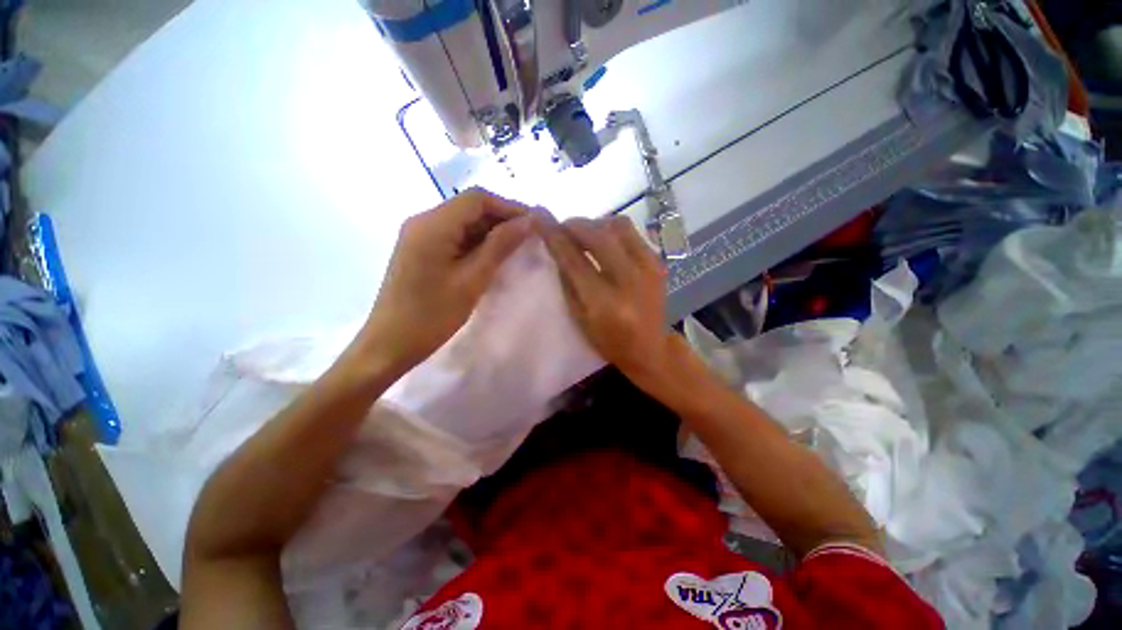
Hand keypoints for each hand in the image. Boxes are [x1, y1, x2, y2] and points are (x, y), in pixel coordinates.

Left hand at [360, 189, 533, 368]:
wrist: (390, 344)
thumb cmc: (432, 315)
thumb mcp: (472, 279)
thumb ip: (500, 246)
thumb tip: (528, 222)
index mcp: (433, 224)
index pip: (477, 199)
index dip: (509, 207)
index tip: (534, 224)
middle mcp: (423, 221)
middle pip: (469, 207)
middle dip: (501, 218)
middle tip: (528, 238)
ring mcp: (419, 235)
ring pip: (462, 221)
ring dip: (490, 231)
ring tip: (515, 248)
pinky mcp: (420, 250)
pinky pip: (453, 236)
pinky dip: (475, 242)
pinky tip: (491, 256)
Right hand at [541, 215, 674, 380]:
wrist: (651, 348)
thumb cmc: (609, 339)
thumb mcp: (579, 317)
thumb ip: (568, 281)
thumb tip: (557, 248)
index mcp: (604, 302)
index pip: (574, 259)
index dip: (554, 236)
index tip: (539, 217)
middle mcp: (628, 280)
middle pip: (598, 235)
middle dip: (575, 224)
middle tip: (562, 227)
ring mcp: (648, 268)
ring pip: (618, 225)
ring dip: (595, 224)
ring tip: (584, 234)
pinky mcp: (658, 262)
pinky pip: (632, 233)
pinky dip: (613, 231)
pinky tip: (605, 242)